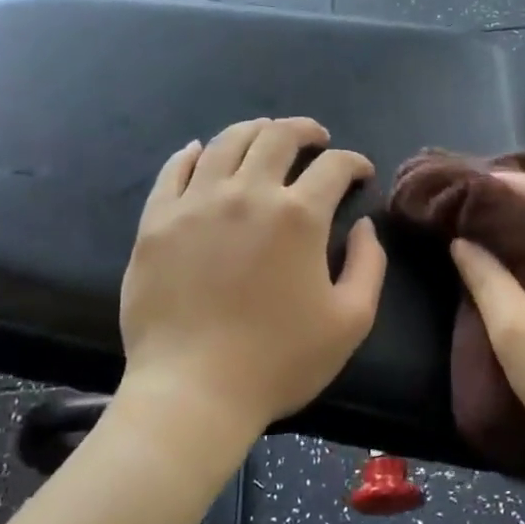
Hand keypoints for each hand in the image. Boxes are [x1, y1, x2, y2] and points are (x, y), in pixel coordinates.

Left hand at [118, 117, 387, 438]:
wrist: (192, 393)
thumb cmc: (278, 361)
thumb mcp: (350, 321)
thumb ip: (367, 265)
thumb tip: (362, 226)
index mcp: (297, 216)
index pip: (334, 166)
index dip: (354, 162)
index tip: (360, 173)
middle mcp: (247, 194)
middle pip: (278, 137)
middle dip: (305, 130)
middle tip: (316, 139)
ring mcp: (196, 203)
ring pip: (226, 142)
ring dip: (254, 131)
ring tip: (265, 136)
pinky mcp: (157, 221)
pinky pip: (173, 170)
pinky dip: (191, 154)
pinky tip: (200, 151)